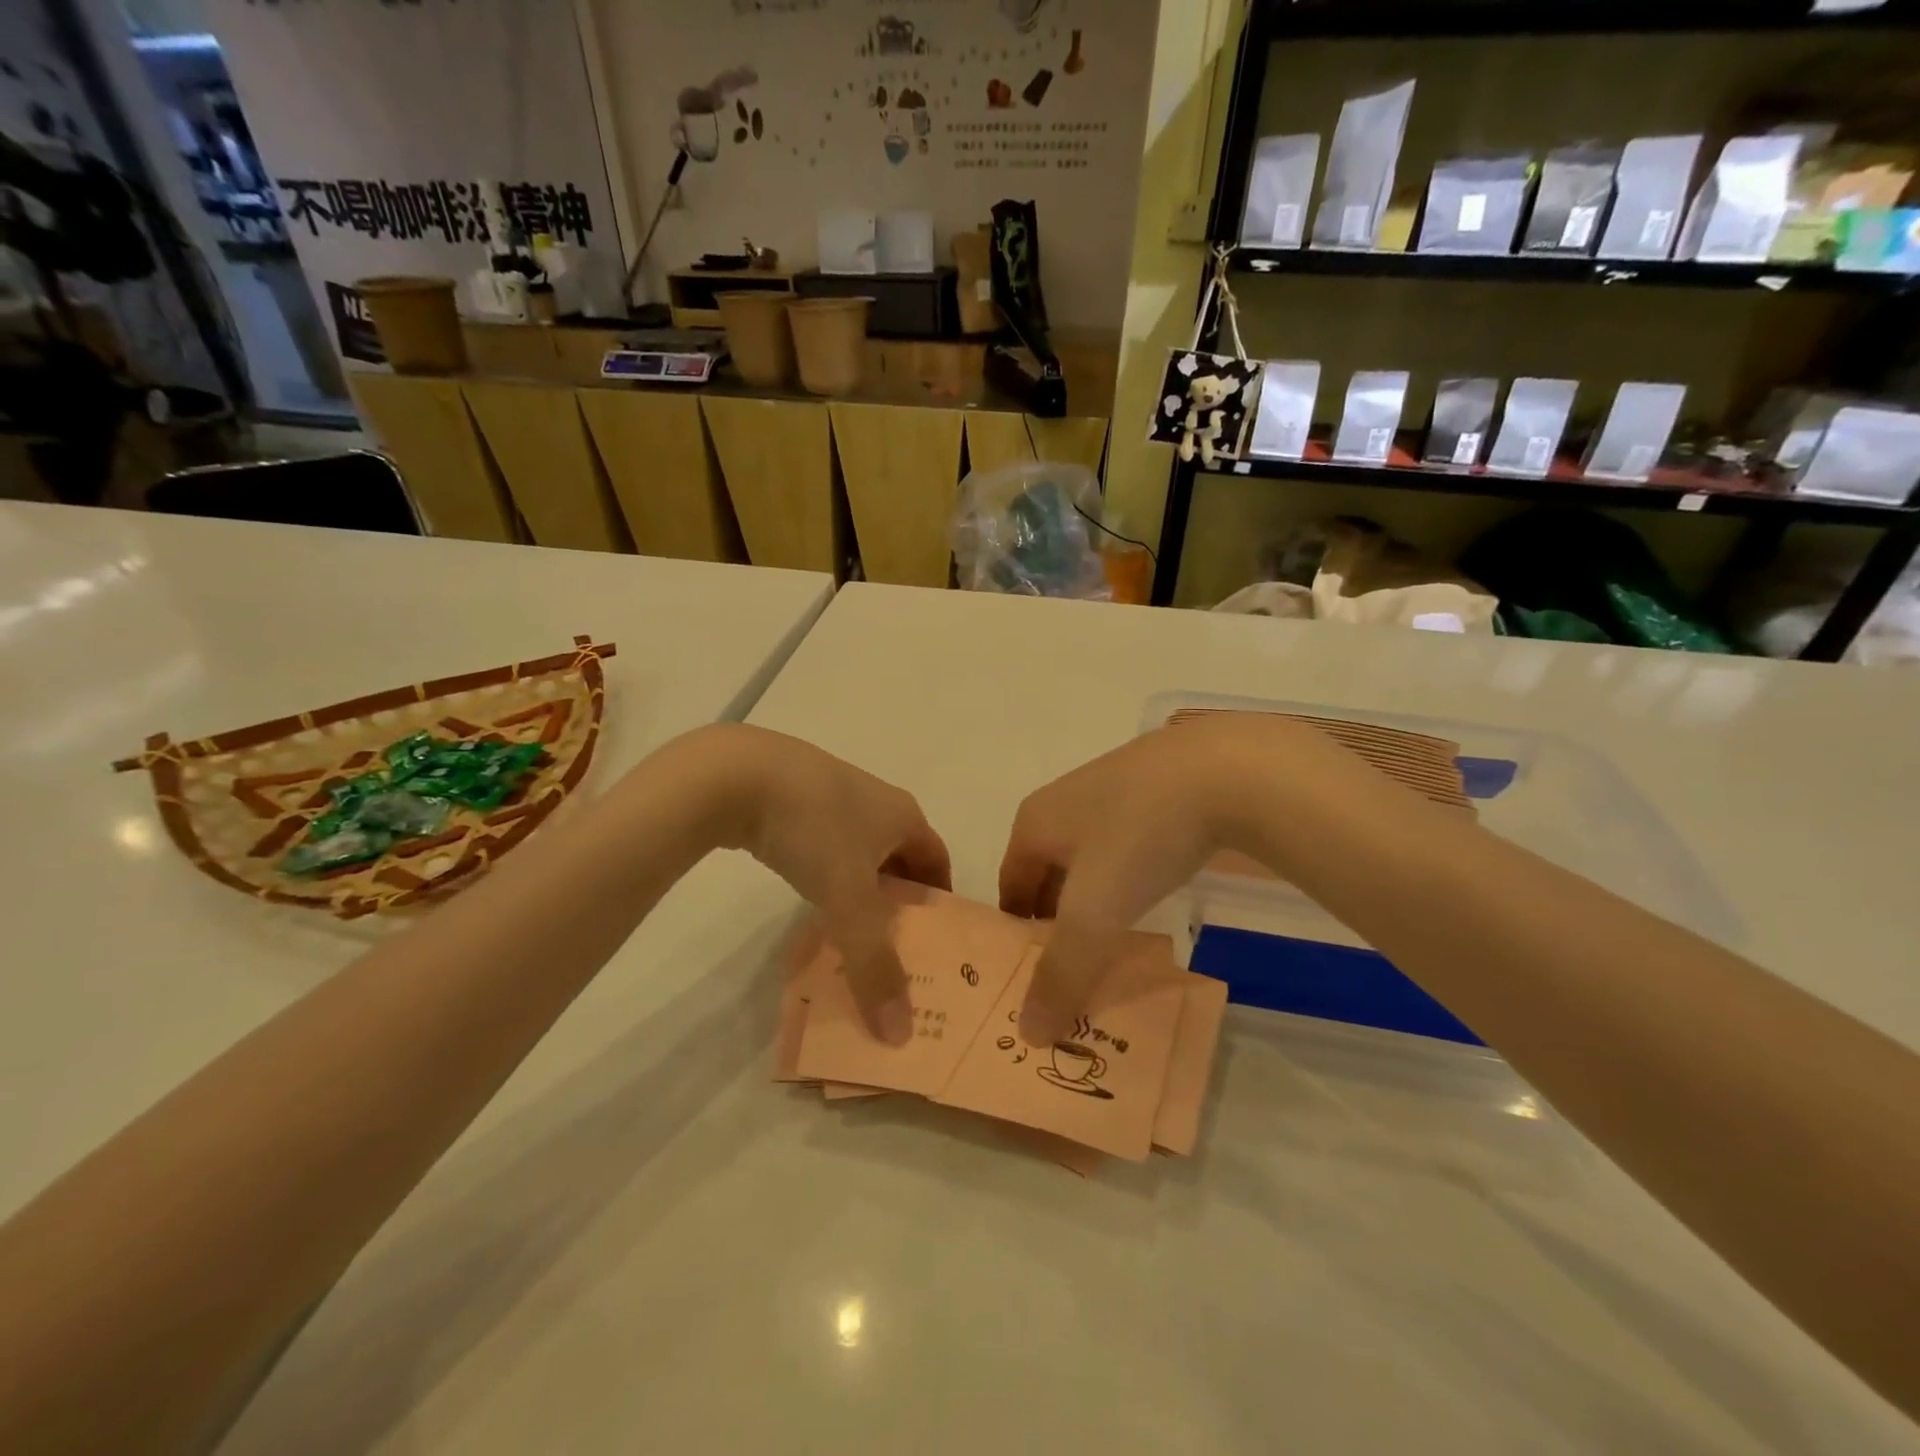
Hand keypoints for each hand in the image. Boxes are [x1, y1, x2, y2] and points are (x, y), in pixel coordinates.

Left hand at [706, 725, 950, 1043]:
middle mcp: (877, 801)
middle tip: (890, 949)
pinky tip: (807, 897)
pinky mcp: (794, 797)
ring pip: (860, 852)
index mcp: (903, 816)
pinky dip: (826, 874)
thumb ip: (874, 965)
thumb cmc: (813, 828)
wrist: (735, 773)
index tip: (933, 944)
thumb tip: (900, 1034)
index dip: (940, 902)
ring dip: (860, 889)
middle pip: (900, 859)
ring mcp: (833, 795)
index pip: (937, 863)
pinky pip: (825, 844)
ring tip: (847, 931)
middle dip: (898, 902)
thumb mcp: (848, 899)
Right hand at [1000, 716, 1353, 1044]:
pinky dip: (1128, 877)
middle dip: (1057, 923)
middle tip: (1076, 970)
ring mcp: (1109, 790)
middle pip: (1047, 876)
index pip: (1010, 890)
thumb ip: (1061, 973)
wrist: (1225, 768)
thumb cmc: (1139, 835)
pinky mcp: (1153, 788)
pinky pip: (1125, 845)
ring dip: (1094, 902)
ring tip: (1116, 942)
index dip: (1016, 936)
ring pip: (1088, 861)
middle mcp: (1062, 802)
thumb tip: (1027, 1034)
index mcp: (1034, 822)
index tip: (1034, 979)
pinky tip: (1153, 896)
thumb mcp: (1094, 912)